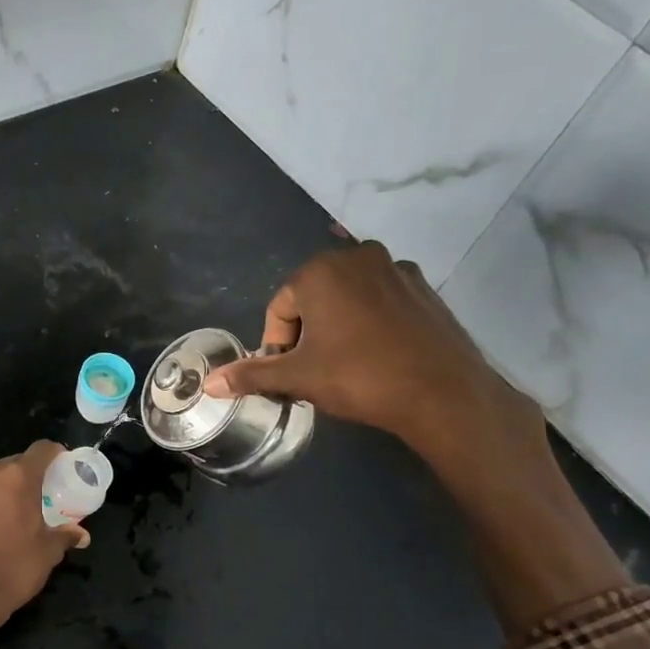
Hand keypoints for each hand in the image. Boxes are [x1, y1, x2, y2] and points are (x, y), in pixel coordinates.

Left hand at [0, 441, 88, 644]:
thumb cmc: (15, 568)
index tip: (61, 467)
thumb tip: (81, 535)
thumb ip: (66, 535)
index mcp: (20, 477)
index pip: (42, 449)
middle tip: (36, 498)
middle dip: (26, 476)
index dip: (54, 454)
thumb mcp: (49, 552)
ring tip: (6, 513)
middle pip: (13, 463)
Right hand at [202, 243, 543, 475]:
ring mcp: (396, 268)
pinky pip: (379, 301)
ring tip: (345, 365)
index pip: (279, 309)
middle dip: (306, 334)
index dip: (277, 346)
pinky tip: (376, 355)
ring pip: (346, 298)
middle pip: (312, 298)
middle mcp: (357, 256)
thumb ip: (251, 375)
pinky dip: (369, 323)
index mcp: (319, 271)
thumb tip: (209, 384)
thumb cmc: (358, 377)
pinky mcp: (423, 287)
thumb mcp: (297, 378)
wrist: (441, 391)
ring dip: (336, 327)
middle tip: (314, 371)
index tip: (289, 375)